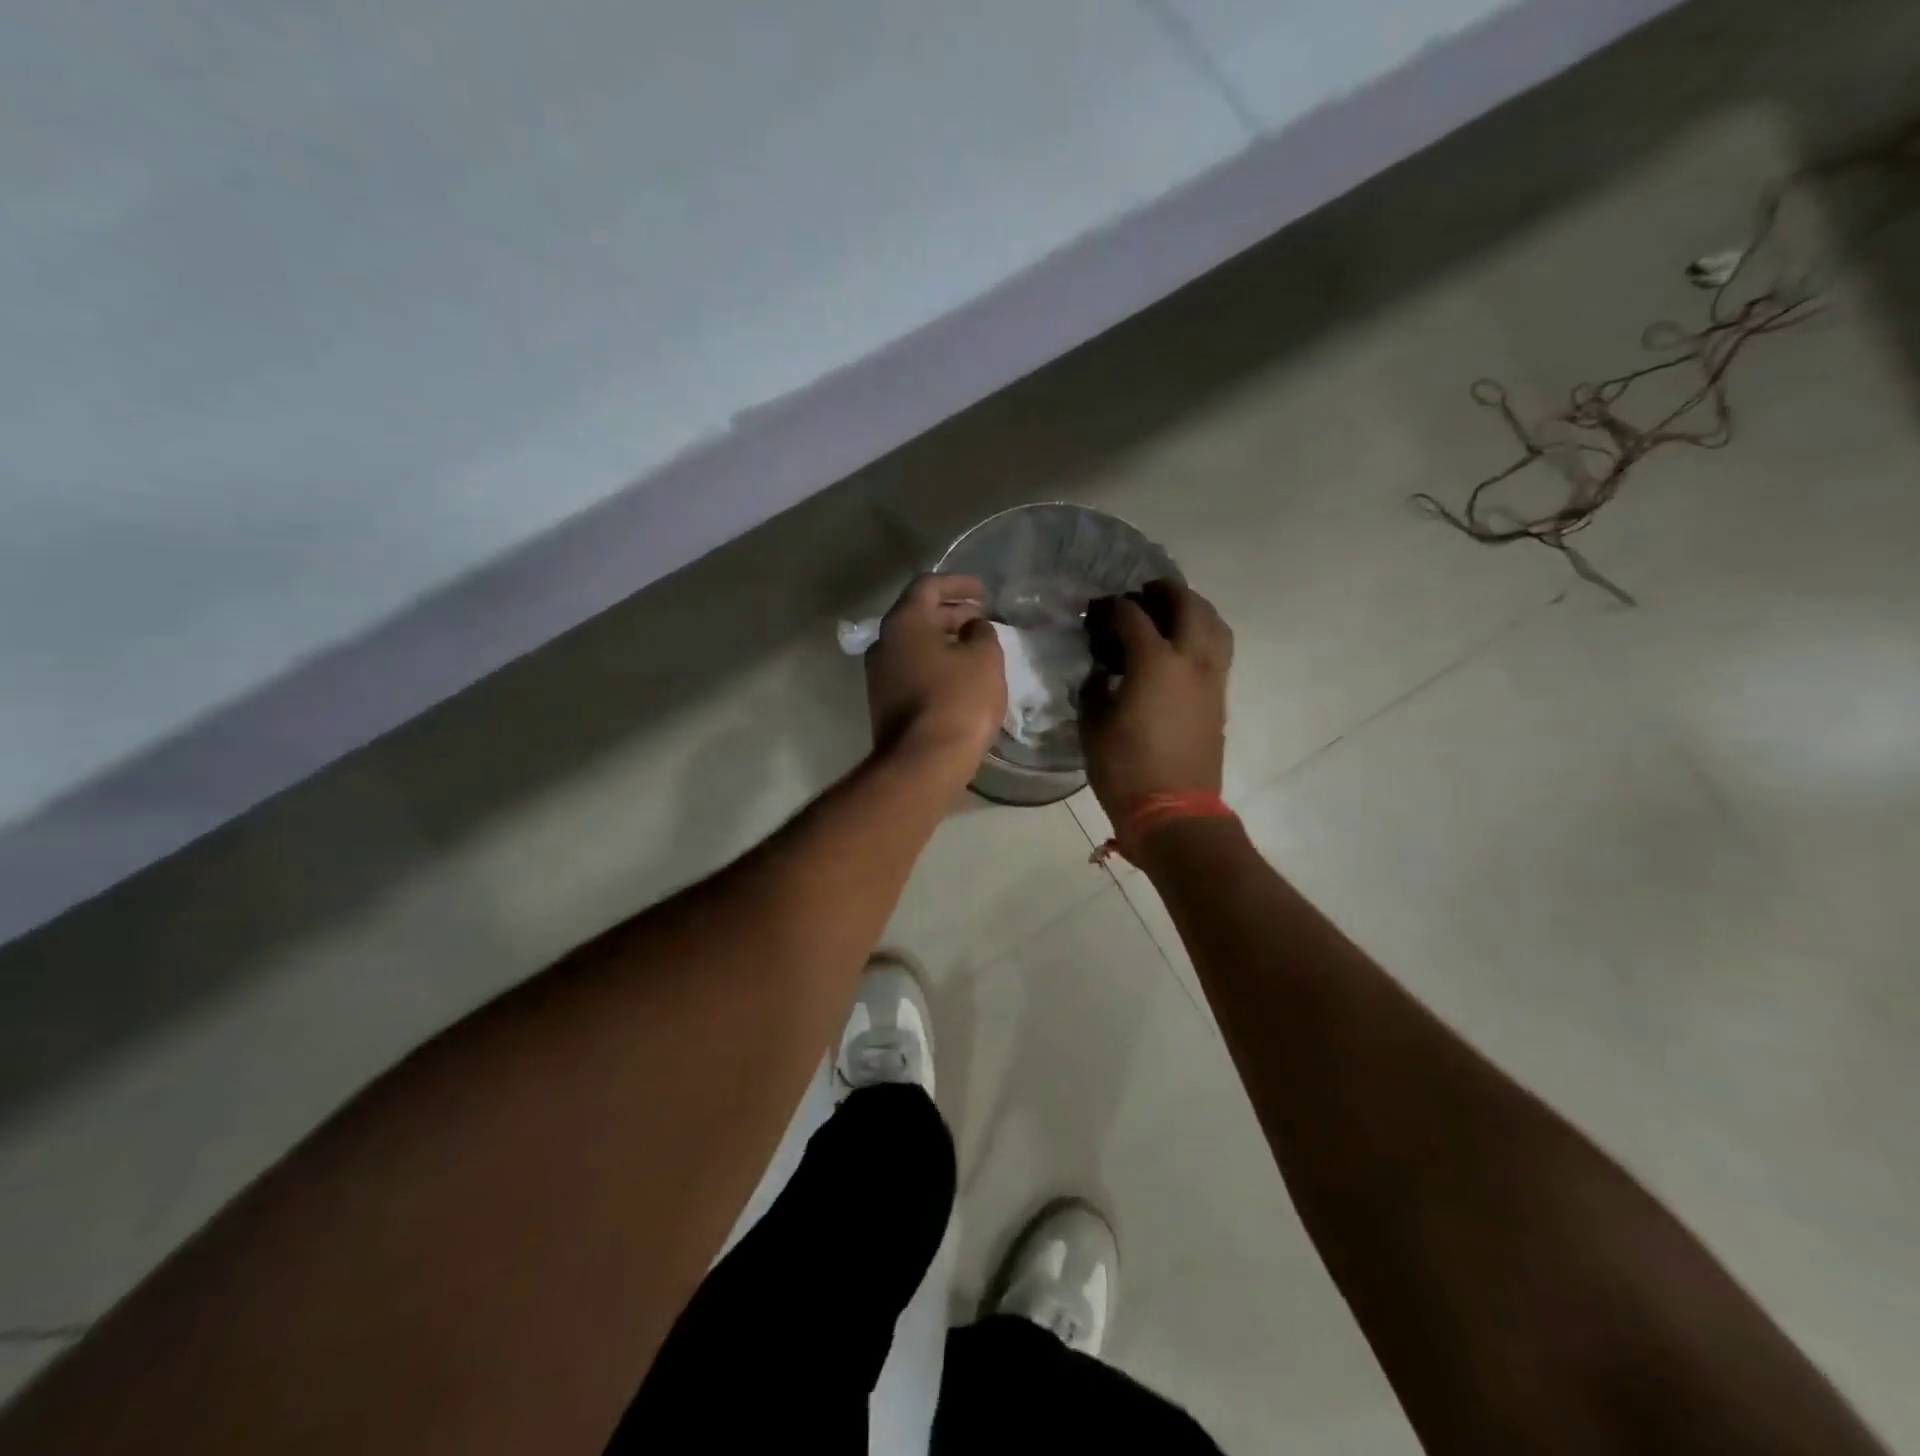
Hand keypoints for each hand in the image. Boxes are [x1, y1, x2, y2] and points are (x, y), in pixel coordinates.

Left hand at [865, 574, 1005, 762]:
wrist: (923, 762)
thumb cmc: (958, 700)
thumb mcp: (984, 658)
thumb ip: (981, 632)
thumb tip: (972, 628)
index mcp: (904, 621)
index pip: (928, 585)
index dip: (958, 584)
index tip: (983, 592)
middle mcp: (883, 642)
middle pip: (918, 615)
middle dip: (952, 613)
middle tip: (981, 620)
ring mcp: (879, 675)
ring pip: (914, 645)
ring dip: (944, 641)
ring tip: (974, 648)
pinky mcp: (884, 702)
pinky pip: (912, 670)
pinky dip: (935, 664)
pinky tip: (959, 677)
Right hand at [1080, 581, 1233, 820]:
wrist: (1174, 811)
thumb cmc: (1125, 769)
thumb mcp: (1094, 726)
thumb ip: (1095, 689)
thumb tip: (1101, 672)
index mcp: (1155, 663)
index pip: (1134, 617)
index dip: (1113, 608)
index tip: (1097, 611)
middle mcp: (1190, 661)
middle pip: (1188, 606)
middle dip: (1166, 592)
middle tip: (1145, 593)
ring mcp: (1211, 680)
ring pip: (1214, 626)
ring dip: (1194, 609)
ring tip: (1173, 613)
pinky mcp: (1219, 699)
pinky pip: (1218, 651)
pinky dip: (1204, 636)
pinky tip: (1183, 648)